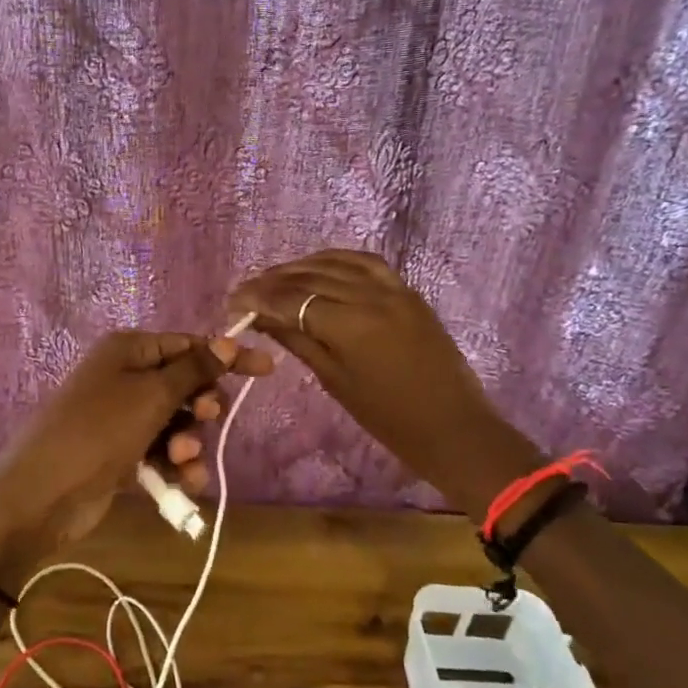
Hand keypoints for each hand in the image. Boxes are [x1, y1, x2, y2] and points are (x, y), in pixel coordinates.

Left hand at [0, 330, 273, 589]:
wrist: (41, 496)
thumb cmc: (98, 431)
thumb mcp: (151, 396)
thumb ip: (194, 370)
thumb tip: (229, 339)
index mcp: (129, 350)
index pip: (189, 345)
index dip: (227, 357)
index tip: (267, 370)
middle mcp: (126, 377)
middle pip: (185, 385)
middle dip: (201, 406)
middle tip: (203, 418)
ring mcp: (122, 417)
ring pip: (177, 423)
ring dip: (188, 442)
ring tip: (180, 462)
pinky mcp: (121, 454)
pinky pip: (161, 452)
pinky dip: (175, 467)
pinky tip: (183, 485)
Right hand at [227, 250, 543, 519]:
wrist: (453, 427)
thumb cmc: (388, 417)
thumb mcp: (335, 380)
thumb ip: (297, 340)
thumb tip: (260, 316)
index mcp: (350, 324)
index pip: (292, 298)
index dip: (259, 297)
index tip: (234, 301)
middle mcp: (370, 295)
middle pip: (311, 276)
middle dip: (274, 280)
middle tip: (248, 289)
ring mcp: (393, 288)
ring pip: (337, 262)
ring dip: (302, 266)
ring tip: (276, 277)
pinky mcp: (408, 290)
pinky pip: (366, 263)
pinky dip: (337, 260)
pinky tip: (319, 267)